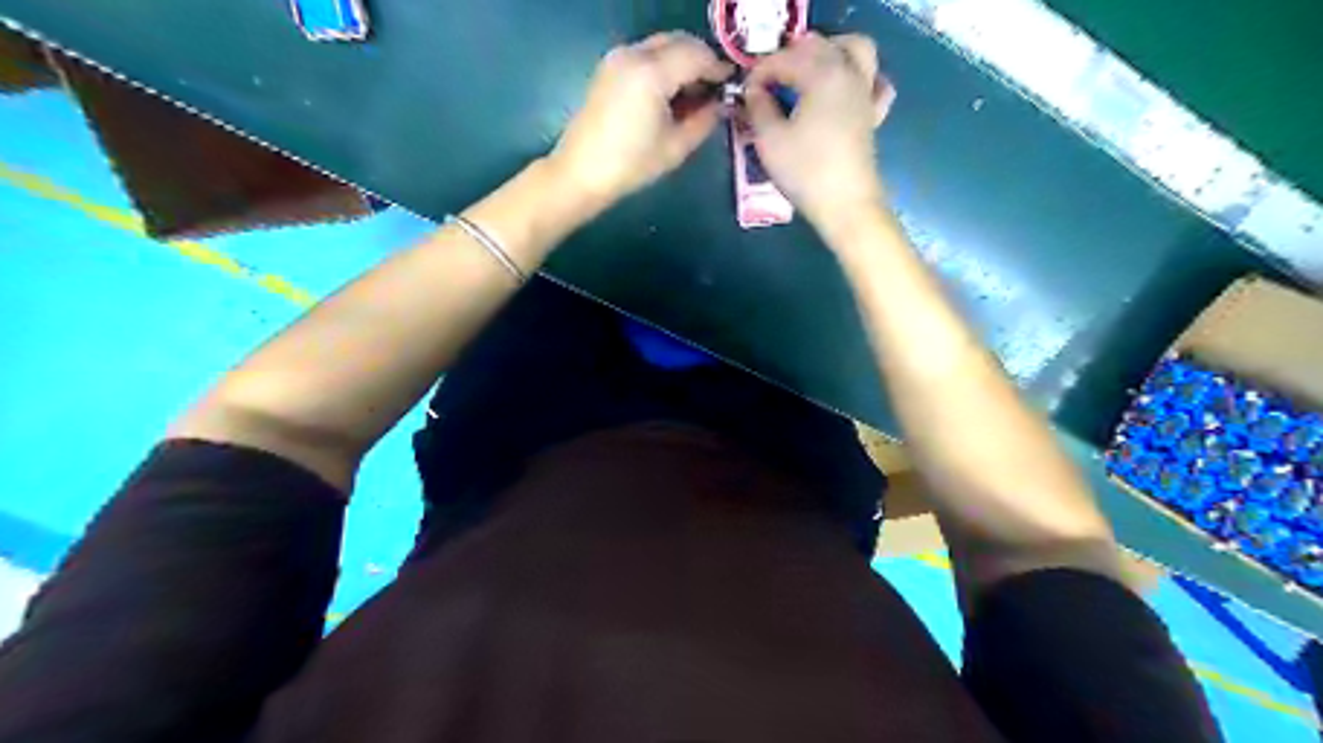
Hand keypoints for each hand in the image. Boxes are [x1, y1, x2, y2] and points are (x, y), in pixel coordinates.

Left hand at [548, 33, 733, 207]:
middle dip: (701, 60)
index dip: (718, 69)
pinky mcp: (608, 67)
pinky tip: (669, 95)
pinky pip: (645, 54)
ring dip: (682, 61)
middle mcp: (633, 54)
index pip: (697, 55)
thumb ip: (704, 120)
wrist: (580, 173)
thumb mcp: (676, 147)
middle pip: (679, 41)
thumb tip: (720, 104)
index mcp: (652, 73)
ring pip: (662, 45)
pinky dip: (663, 65)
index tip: (731, 86)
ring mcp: (617, 58)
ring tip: (693, 95)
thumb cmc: (631, 166)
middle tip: (714, 90)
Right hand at [743, 32, 899, 228]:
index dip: (759, 73)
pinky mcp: (873, 114)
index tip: (744, 94)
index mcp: (821, 74)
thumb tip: (754, 92)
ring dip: (830, 52)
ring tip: (808, 73)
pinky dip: (863, 77)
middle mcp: (847, 73)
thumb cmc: (805, 172)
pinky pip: (876, 82)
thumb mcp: (770, 140)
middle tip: (770, 83)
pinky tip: (846, 91)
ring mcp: (865, 92)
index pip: (784, 60)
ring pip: (855, 49)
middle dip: (791, 57)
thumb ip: (758, 108)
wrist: (845, 205)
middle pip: (819, 46)